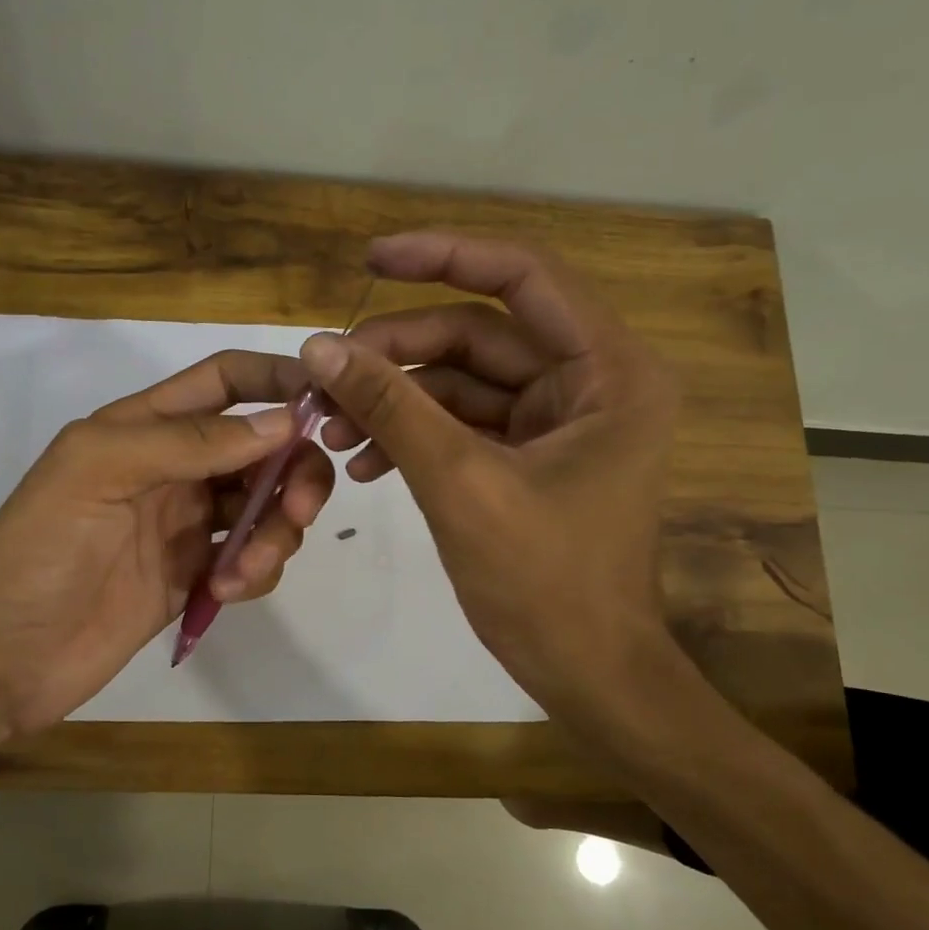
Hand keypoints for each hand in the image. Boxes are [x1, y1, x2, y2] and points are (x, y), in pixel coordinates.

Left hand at [0, 351, 334, 733]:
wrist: (4, 656)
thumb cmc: (40, 549)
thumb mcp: (99, 470)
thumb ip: (188, 441)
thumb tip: (284, 423)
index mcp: (147, 426)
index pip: (226, 381)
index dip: (277, 381)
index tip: (326, 405)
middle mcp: (176, 467)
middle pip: (264, 448)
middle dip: (294, 472)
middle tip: (298, 510)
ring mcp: (188, 524)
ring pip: (267, 506)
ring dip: (276, 532)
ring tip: (241, 572)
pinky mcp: (196, 575)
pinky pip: (252, 558)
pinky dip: (255, 571)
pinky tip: (222, 593)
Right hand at [305, 231, 679, 749]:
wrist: (586, 673)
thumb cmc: (544, 582)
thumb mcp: (460, 484)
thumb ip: (391, 406)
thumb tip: (319, 347)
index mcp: (609, 371)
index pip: (524, 277)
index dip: (445, 257)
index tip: (371, 259)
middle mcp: (591, 382)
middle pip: (478, 335)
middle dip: (396, 354)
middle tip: (325, 380)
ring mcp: (559, 421)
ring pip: (461, 381)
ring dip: (394, 400)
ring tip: (331, 431)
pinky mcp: (530, 455)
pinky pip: (461, 423)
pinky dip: (412, 434)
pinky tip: (363, 464)